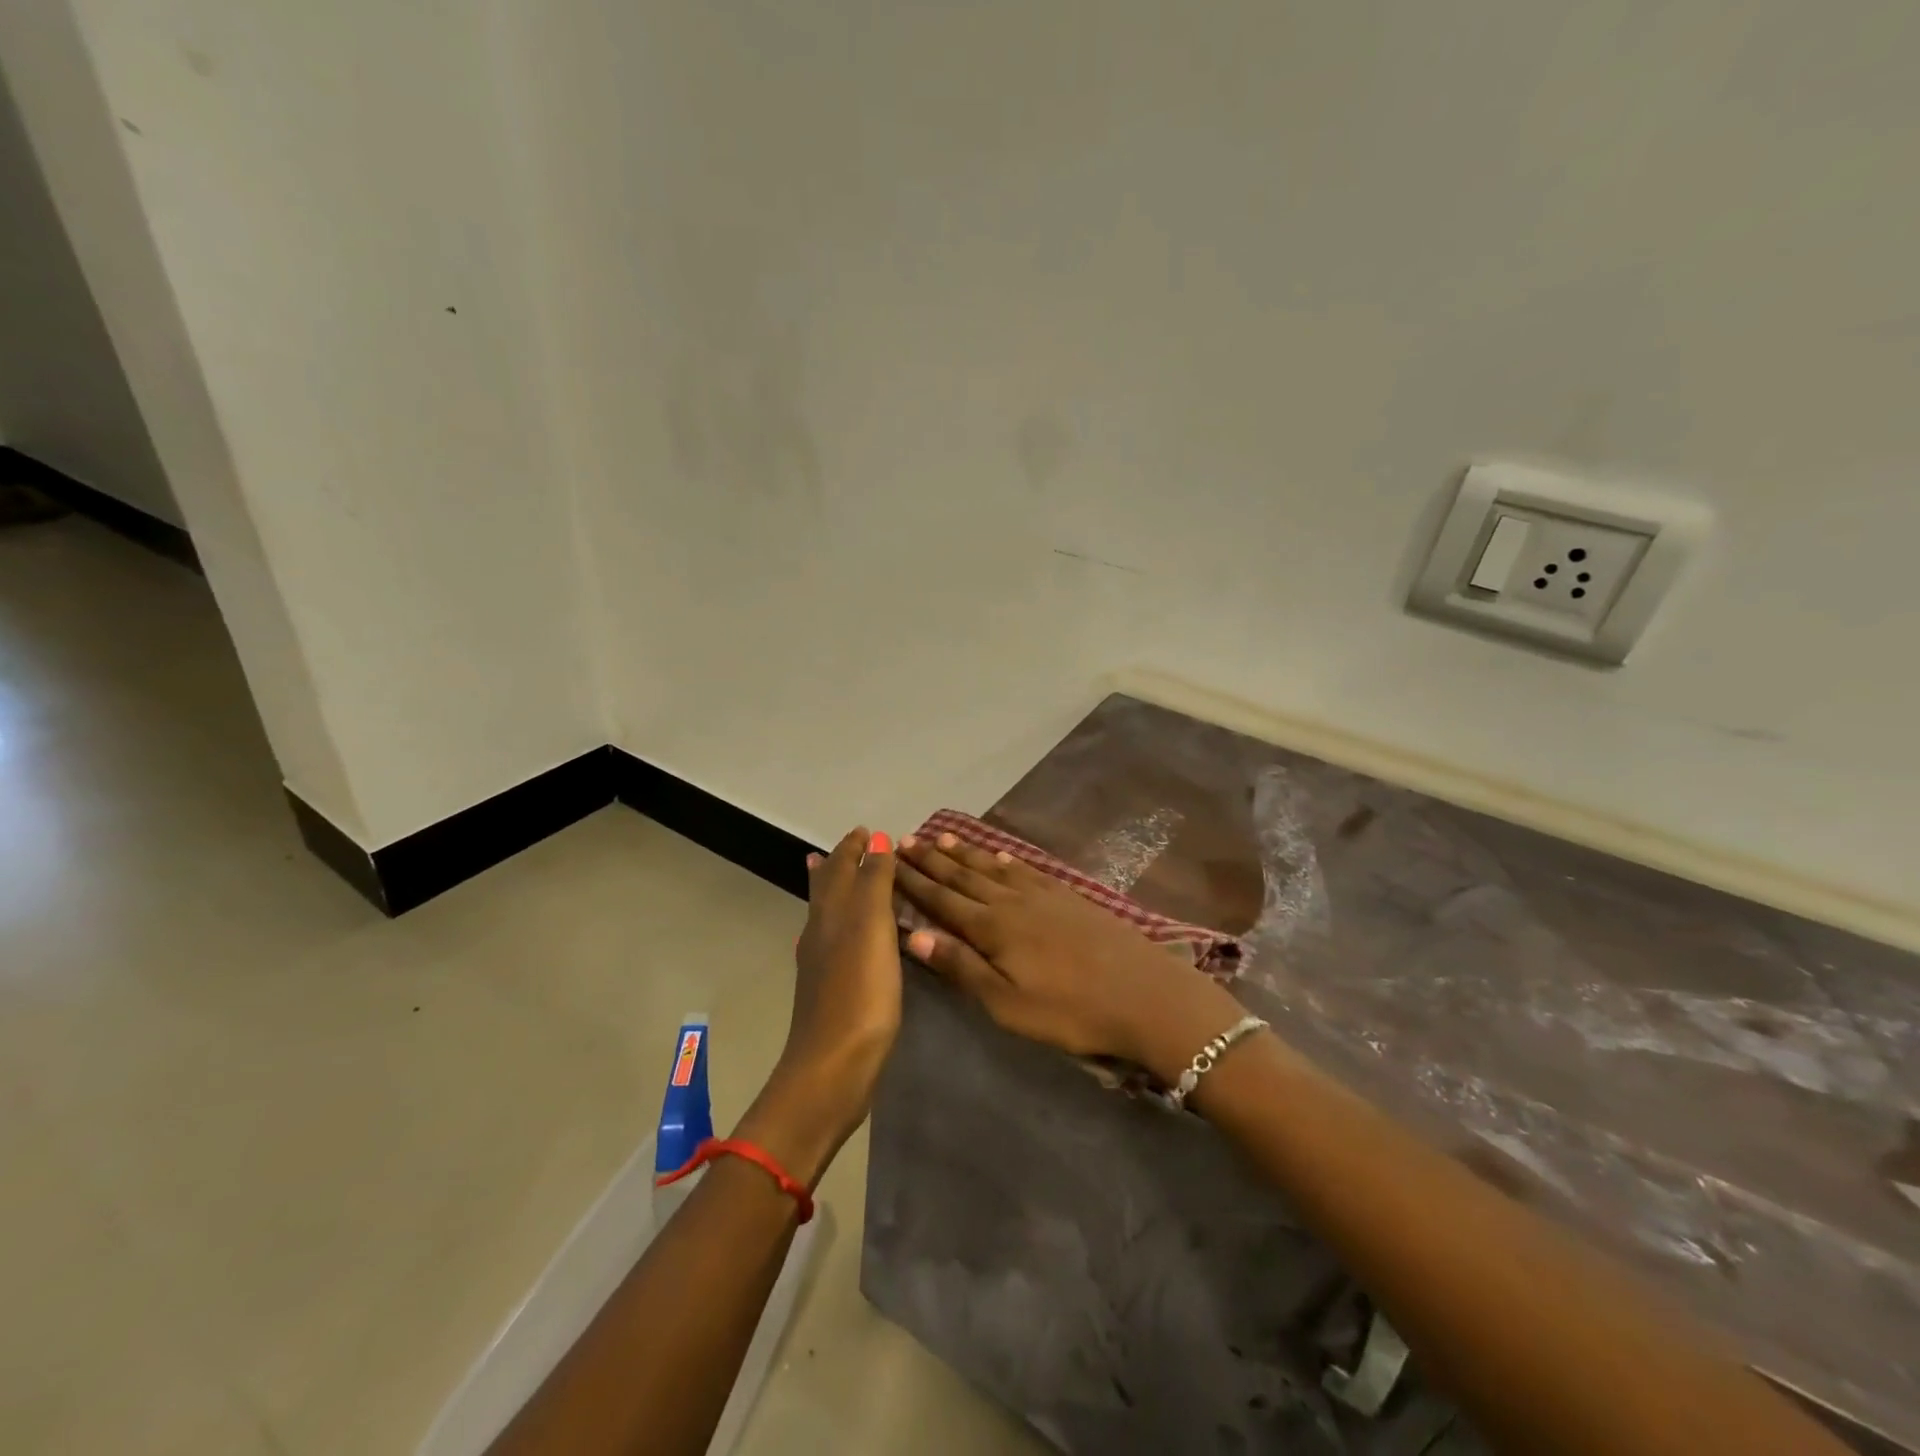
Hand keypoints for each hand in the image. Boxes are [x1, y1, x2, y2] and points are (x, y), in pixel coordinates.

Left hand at [741, 827, 901, 1183]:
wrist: (833, 1068)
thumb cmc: (859, 993)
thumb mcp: (873, 928)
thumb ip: (874, 883)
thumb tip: (875, 839)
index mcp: (831, 914)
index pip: (840, 868)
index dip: (852, 848)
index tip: (864, 830)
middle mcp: (820, 932)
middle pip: (826, 889)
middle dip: (838, 865)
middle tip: (849, 848)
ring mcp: (821, 964)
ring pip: (827, 915)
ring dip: (835, 892)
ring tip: (838, 879)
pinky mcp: (830, 991)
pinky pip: (835, 941)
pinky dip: (842, 924)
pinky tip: (846, 939)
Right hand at [895, 831, 1246, 1084]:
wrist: (1145, 994)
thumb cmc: (1071, 1010)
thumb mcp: (1008, 1004)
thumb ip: (962, 967)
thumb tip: (914, 936)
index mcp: (992, 928)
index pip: (942, 900)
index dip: (913, 881)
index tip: (889, 861)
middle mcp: (1012, 902)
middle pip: (963, 877)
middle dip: (931, 860)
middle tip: (905, 840)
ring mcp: (1043, 895)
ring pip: (993, 868)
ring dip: (965, 853)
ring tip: (941, 837)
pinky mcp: (1069, 897)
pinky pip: (1028, 870)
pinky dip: (1007, 861)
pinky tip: (1002, 857)